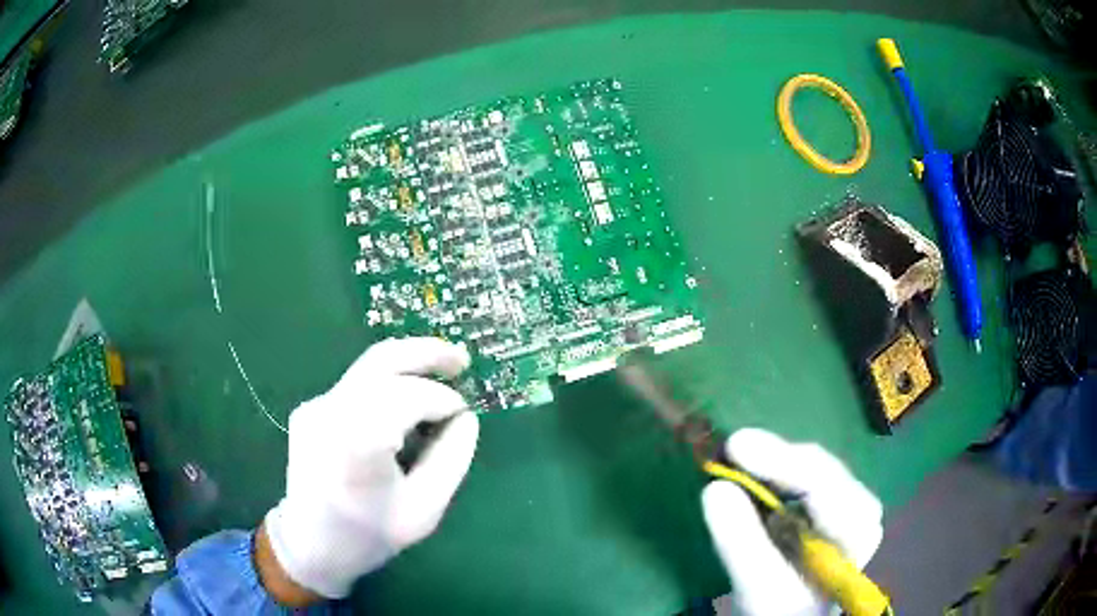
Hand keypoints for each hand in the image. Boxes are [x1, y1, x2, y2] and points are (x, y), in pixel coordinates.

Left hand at [262, 337, 479, 599]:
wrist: (309, 544)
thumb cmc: (368, 535)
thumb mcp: (424, 511)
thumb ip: (450, 460)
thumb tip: (466, 419)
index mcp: (358, 441)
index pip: (409, 396)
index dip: (443, 400)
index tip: (464, 416)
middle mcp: (331, 412)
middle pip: (382, 361)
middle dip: (427, 354)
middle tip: (461, 359)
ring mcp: (315, 407)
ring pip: (368, 367)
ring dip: (408, 364)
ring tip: (442, 367)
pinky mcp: (310, 408)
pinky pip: (356, 386)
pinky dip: (388, 385)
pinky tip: (405, 405)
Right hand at [701, 429, 882, 615]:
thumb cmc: (782, 610)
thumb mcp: (760, 587)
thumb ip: (741, 543)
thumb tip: (714, 488)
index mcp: (856, 529)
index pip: (824, 483)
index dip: (780, 459)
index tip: (736, 445)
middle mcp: (859, 507)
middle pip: (818, 468)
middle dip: (773, 459)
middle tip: (728, 449)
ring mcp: (847, 502)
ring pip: (810, 467)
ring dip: (771, 463)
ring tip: (734, 458)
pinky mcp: (828, 504)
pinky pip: (801, 476)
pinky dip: (772, 473)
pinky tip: (751, 471)